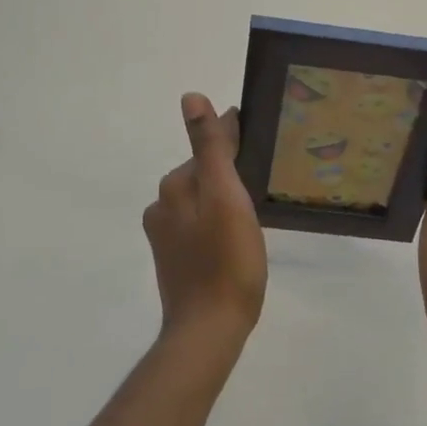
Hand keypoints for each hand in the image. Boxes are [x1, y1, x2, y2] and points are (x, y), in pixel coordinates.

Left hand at [143, 93, 267, 346]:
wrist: (209, 329)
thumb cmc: (226, 260)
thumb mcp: (225, 196)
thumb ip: (210, 147)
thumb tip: (190, 96)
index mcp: (175, 186)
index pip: (207, 149)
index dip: (233, 138)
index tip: (258, 132)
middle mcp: (163, 206)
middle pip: (203, 174)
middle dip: (228, 167)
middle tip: (264, 169)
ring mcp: (166, 236)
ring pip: (202, 200)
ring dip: (223, 195)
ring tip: (255, 202)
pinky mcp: (176, 260)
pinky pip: (200, 225)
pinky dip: (217, 220)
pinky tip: (236, 233)